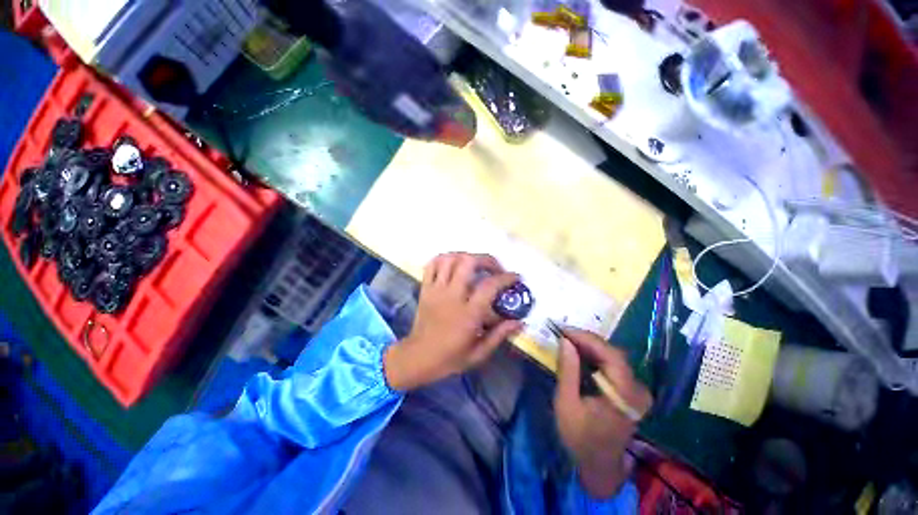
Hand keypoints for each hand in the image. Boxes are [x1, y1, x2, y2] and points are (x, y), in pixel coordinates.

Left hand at [383, 253, 523, 390]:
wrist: (417, 358)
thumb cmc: (450, 358)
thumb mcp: (478, 353)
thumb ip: (499, 335)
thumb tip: (519, 322)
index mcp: (467, 314)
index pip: (489, 286)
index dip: (505, 277)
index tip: (515, 277)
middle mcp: (451, 296)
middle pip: (468, 262)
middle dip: (486, 260)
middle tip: (495, 268)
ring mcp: (436, 290)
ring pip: (449, 259)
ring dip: (466, 256)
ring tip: (475, 265)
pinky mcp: (425, 289)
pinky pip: (432, 265)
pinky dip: (444, 259)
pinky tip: (454, 264)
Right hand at [554, 328, 652, 498]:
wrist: (600, 466)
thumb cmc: (581, 438)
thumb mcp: (567, 404)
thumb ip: (568, 371)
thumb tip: (565, 341)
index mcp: (625, 395)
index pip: (610, 354)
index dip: (586, 338)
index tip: (563, 329)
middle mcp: (638, 389)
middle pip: (613, 353)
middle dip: (586, 340)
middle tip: (562, 334)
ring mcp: (637, 390)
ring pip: (613, 357)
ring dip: (589, 347)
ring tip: (567, 341)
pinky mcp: (632, 391)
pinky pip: (613, 365)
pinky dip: (595, 357)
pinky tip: (579, 355)